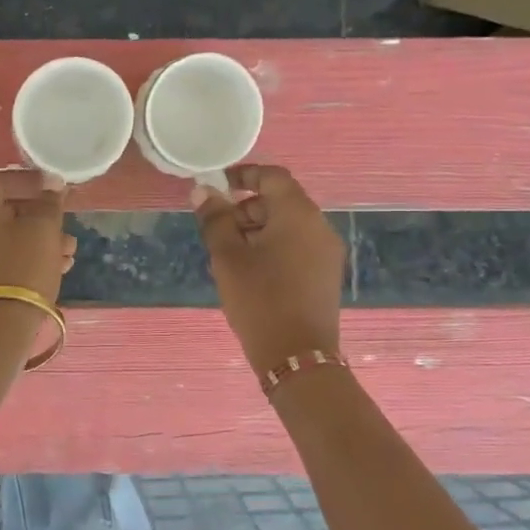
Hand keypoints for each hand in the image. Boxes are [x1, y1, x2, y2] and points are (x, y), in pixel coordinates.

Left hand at [0, 169, 75, 302]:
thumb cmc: (22, 266)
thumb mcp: (43, 229)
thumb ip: (49, 202)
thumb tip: (51, 182)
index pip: (0, 180)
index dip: (29, 180)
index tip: (55, 187)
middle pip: (7, 211)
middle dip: (41, 215)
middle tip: (67, 224)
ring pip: (12, 239)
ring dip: (43, 240)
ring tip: (70, 252)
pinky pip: (9, 261)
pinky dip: (32, 259)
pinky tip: (59, 269)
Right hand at [192, 165, 345, 375]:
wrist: (296, 354)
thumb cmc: (259, 298)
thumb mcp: (228, 257)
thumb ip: (215, 219)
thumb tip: (203, 190)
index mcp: (298, 214)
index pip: (273, 176)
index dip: (244, 175)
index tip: (217, 185)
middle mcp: (318, 225)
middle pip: (281, 200)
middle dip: (247, 207)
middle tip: (217, 227)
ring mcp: (326, 251)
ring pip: (288, 224)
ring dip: (258, 227)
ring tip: (229, 253)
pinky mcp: (325, 273)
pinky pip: (297, 245)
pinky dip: (273, 245)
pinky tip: (251, 269)